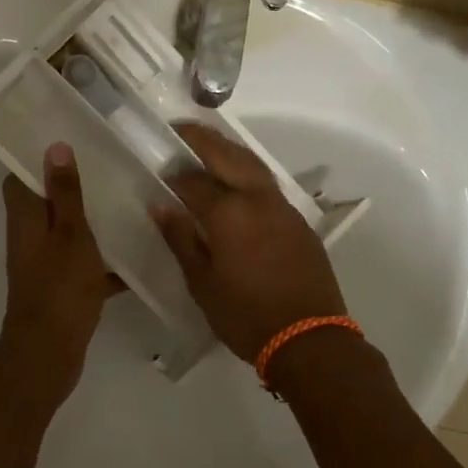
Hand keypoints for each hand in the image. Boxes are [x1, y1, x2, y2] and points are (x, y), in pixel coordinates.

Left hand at [0, 143, 118, 401]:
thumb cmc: (60, 287)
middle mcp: (30, 237)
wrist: (49, 353)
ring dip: (94, 221)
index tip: (67, 139)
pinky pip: (86, 264)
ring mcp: (46, 264)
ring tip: (130, 201)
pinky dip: (107, 260)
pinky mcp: (63, 287)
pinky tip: (140, 253)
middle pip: (47, 202)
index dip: (37, 157)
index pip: (19, 176)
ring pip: (70, 233)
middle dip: (74, 186)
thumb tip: (54, 146)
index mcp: (25, 218)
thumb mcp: (70, 234)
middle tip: (110, 166)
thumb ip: (65, 193)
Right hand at [152, 124, 346, 363]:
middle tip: (181, 130)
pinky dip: (248, 172)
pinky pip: (268, 185)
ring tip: (208, 148)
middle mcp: (257, 199)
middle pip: (228, 156)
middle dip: (203, 139)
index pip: (193, 181)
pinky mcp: (299, 222)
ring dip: (229, 151)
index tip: (159, 170)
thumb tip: (160, 205)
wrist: (309, 338)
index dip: (174, 174)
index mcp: (229, 213)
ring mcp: (283, 208)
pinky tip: (237, 183)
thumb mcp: (202, 283)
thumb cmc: (246, 316)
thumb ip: (181, 239)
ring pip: (253, 165)